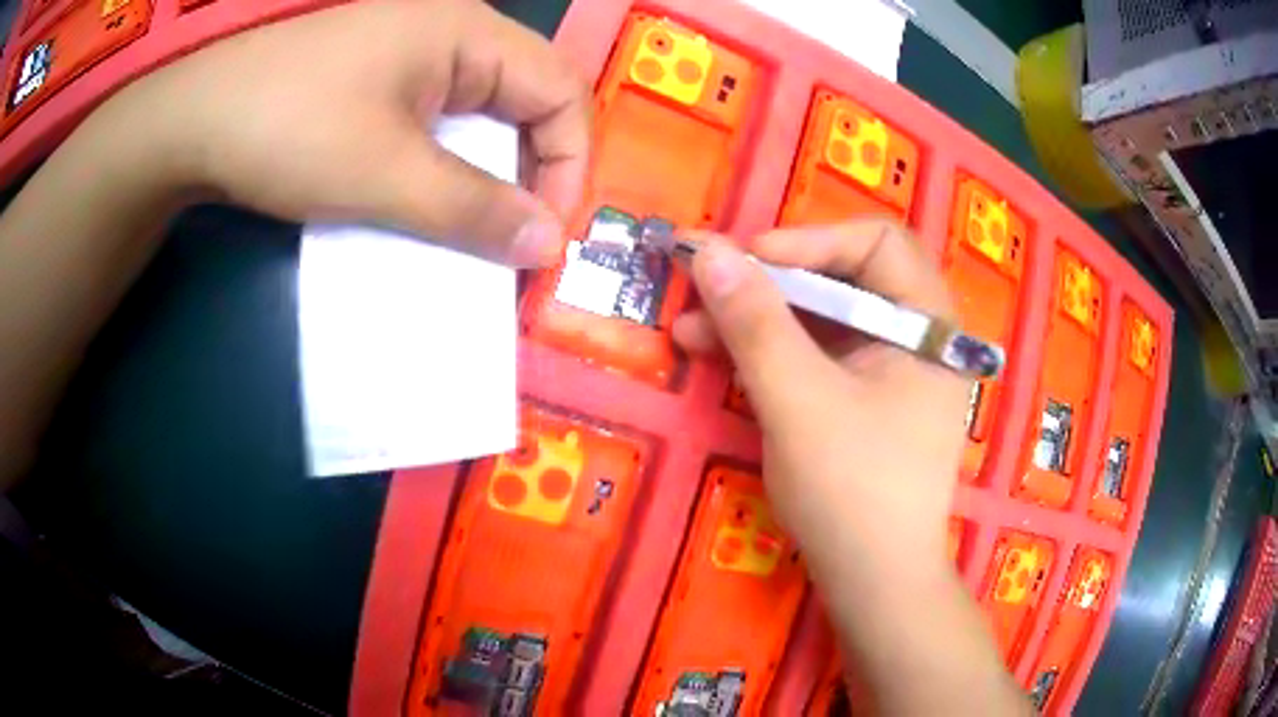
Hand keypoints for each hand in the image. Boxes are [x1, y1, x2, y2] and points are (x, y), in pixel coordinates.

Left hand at [107, 0, 589, 265]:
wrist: (192, 123)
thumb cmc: (290, 129)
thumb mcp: (386, 174)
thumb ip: (474, 210)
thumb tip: (548, 244)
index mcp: (468, 31)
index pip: (560, 92)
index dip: (568, 164)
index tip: (544, 235)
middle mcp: (450, 31)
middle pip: (525, 100)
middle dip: (529, 173)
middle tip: (513, 242)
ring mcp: (409, 53)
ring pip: (478, 115)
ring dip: (483, 176)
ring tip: (470, 232)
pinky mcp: (376, 79)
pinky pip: (435, 121)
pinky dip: (442, 167)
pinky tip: (424, 201)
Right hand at [673, 220, 966, 582]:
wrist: (874, 584)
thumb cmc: (853, 492)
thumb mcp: (799, 400)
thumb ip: (756, 321)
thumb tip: (708, 249)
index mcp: (929, 325)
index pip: (878, 243)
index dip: (811, 240)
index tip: (748, 260)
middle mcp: (918, 338)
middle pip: (846, 279)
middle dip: (772, 282)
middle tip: (708, 287)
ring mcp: (890, 373)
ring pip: (823, 321)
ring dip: (759, 319)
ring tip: (690, 328)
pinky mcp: (863, 403)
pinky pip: (817, 358)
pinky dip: (770, 354)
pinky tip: (717, 357)